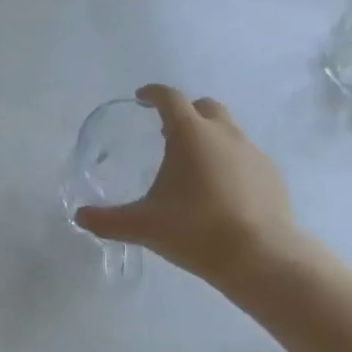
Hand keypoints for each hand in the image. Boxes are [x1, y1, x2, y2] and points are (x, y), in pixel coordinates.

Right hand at [74, 85, 308, 292]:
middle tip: (168, 132)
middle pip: (204, 107)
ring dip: (210, 137)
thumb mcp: (144, 226)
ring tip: (195, 166)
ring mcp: (252, 152)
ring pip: (228, 131)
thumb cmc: (196, 230)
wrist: (261, 257)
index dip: (153, 94)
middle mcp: (223, 134)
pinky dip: (231, 162)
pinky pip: (246, 157)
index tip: (142, 98)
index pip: (170, 98)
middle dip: (186, 112)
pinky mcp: (272, 175)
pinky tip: (223, 191)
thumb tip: (79, 217)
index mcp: (190, 134)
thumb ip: (108, 220)